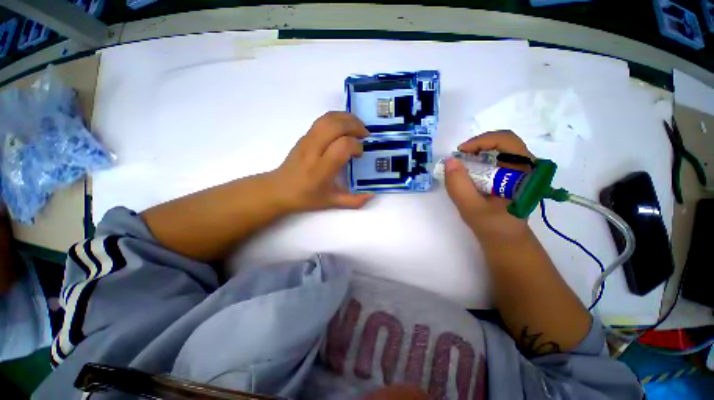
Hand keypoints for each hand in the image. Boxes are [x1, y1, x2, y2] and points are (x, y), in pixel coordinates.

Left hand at [269, 112, 374, 212]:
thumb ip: (354, 201)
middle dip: (355, 125)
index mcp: (321, 169)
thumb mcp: (331, 202)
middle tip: (365, 134)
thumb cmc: (306, 197)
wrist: (279, 189)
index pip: (343, 146)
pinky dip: (337, 118)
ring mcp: (307, 140)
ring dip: (347, 118)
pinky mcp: (304, 135)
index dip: (356, 146)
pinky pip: (322, 120)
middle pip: (335, 126)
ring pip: (328, 118)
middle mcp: (313, 150)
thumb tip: (372, 194)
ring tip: (357, 127)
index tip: (360, 154)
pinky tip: (344, 128)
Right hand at [444, 131, 533, 242]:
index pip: (507, 141)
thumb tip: (450, 160)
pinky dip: (478, 161)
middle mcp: (526, 167)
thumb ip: (459, 185)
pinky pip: (494, 159)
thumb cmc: (493, 227)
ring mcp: (519, 170)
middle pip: (502, 142)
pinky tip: (468, 173)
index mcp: (525, 173)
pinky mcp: (511, 176)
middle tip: (458, 158)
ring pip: (498, 149)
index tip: (460, 152)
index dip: (481, 141)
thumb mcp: (471, 208)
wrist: (506, 240)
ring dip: (476, 153)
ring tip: (461, 166)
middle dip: (477, 146)